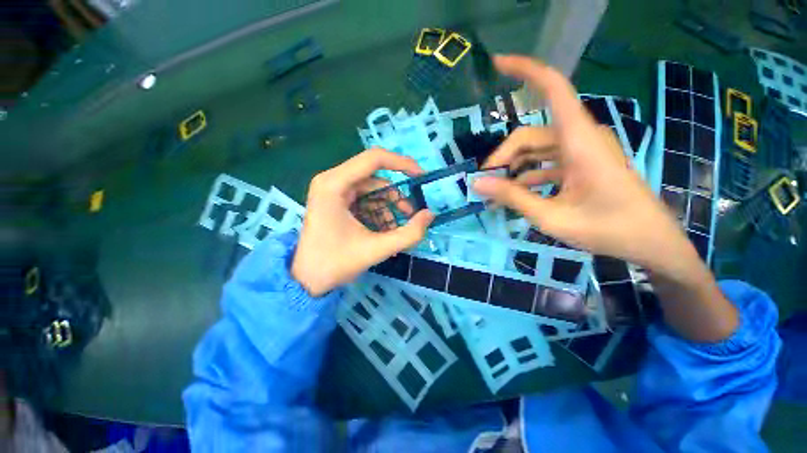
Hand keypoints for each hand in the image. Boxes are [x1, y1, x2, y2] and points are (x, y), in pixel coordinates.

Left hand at [292, 149, 433, 295]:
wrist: (306, 280)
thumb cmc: (335, 263)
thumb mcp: (377, 249)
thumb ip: (409, 234)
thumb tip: (430, 215)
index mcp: (334, 184)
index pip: (374, 159)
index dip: (402, 163)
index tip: (421, 177)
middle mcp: (332, 180)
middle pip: (374, 177)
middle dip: (396, 196)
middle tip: (411, 215)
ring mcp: (333, 190)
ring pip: (372, 190)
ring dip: (388, 207)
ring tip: (396, 229)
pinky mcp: (336, 201)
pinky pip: (365, 199)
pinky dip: (378, 212)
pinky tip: (383, 230)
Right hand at [474, 55, 736, 341]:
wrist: (651, 243)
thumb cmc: (609, 230)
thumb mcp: (552, 217)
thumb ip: (513, 198)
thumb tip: (477, 183)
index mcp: (580, 141)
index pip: (553, 89)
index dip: (526, 71)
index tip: (498, 63)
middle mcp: (580, 138)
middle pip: (529, 135)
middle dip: (502, 157)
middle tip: (484, 184)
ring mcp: (581, 152)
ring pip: (536, 150)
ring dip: (513, 169)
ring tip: (495, 193)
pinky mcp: (582, 165)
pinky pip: (547, 163)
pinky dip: (527, 176)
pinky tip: (515, 195)